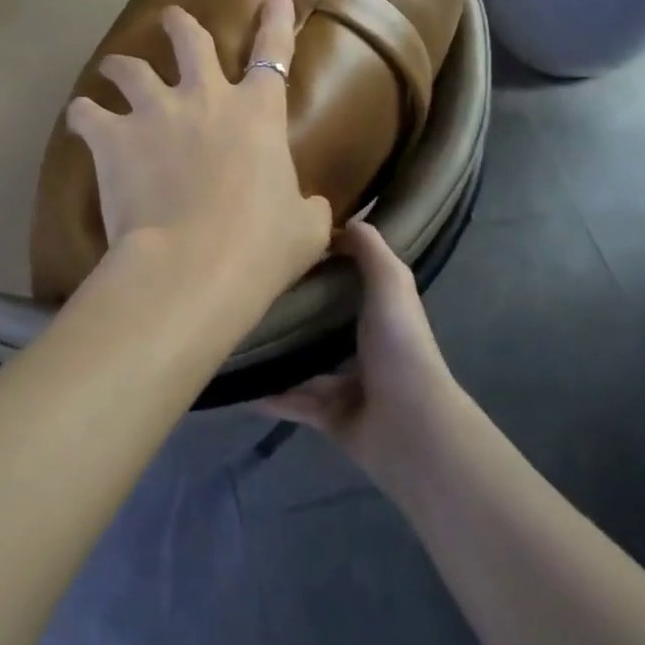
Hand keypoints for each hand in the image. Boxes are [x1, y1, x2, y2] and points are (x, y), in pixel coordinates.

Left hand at [66, 0, 331, 303]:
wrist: (192, 264)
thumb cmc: (259, 247)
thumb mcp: (305, 230)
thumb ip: (308, 208)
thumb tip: (312, 207)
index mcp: (257, 113)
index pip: (274, 52)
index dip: (276, 20)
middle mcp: (205, 98)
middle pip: (191, 41)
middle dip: (181, 24)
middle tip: (171, 17)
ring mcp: (155, 112)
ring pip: (131, 68)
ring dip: (121, 64)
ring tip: (112, 67)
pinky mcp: (113, 136)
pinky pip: (87, 113)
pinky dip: (83, 114)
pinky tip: (78, 117)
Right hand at [256, 221, 457, 485]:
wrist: (409, 425)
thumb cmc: (399, 347)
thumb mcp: (391, 285)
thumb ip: (371, 252)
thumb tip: (348, 219)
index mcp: (379, 317)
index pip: (348, 287)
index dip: (322, 268)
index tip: (284, 249)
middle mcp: (363, 351)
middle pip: (320, 327)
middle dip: (291, 313)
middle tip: (247, 293)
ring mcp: (345, 387)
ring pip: (302, 367)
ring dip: (274, 355)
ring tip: (235, 335)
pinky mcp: (327, 417)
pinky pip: (290, 403)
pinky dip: (266, 395)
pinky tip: (235, 383)